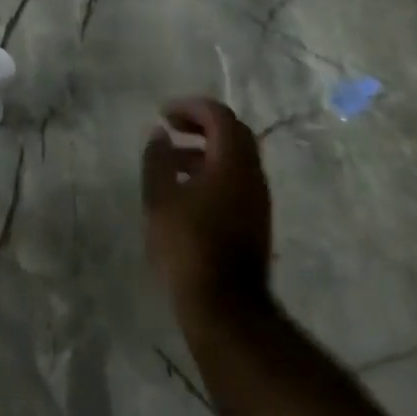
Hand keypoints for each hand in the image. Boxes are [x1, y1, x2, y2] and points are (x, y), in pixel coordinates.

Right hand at [142, 98, 272, 326]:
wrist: (225, 308)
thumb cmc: (187, 245)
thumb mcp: (159, 198)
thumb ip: (158, 158)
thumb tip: (161, 133)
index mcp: (232, 163)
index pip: (219, 116)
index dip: (190, 107)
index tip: (164, 115)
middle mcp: (252, 175)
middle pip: (233, 133)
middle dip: (201, 123)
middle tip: (171, 128)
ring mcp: (258, 200)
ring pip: (236, 157)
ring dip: (206, 149)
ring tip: (171, 161)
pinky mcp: (255, 220)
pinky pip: (236, 179)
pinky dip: (213, 170)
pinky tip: (186, 189)